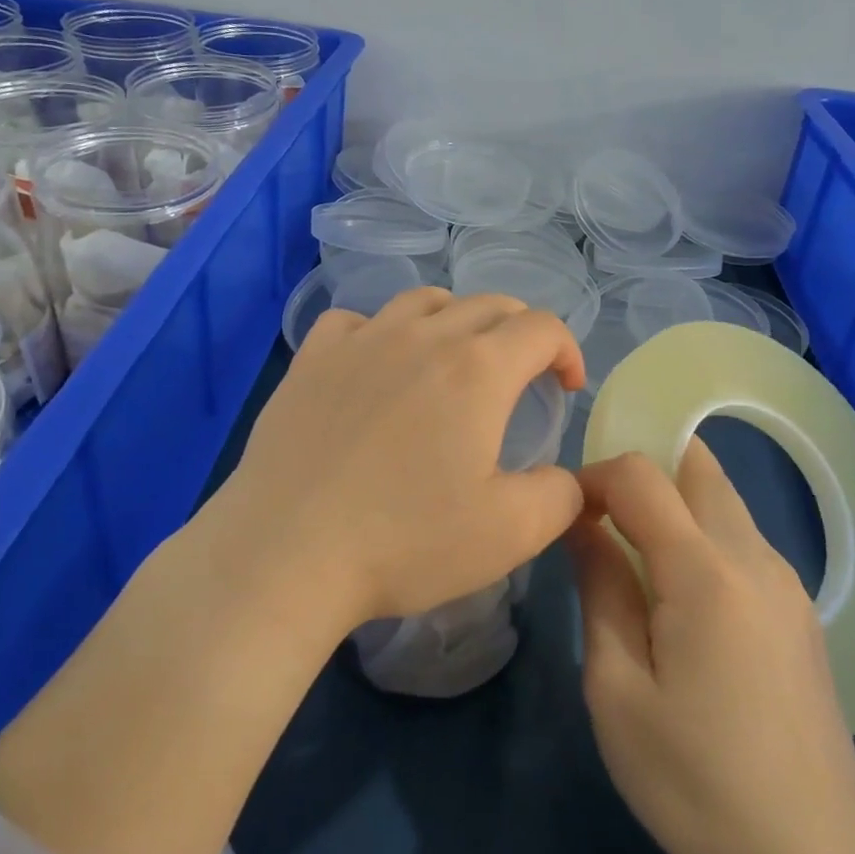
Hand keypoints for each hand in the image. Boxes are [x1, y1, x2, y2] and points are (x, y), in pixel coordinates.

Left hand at [218, 287, 585, 629]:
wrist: (287, 553)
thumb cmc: (405, 541)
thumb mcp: (510, 533)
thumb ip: (561, 496)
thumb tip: (567, 477)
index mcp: (478, 369)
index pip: (542, 327)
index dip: (566, 350)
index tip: (564, 388)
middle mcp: (423, 336)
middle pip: (488, 304)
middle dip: (519, 331)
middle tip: (521, 374)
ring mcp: (362, 340)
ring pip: (424, 300)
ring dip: (456, 319)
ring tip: (455, 359)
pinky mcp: (313, 357)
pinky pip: (356, 320)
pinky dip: (381, 331)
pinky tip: (376, 364)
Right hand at [569, 440, 854, 853]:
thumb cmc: (696, 782)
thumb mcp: (617, 689)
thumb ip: (599, 588)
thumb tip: (583, 523)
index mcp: (707, 571)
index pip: (642, 474)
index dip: (596, 476)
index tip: (567, 513)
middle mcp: (755, 557)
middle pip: (697, 465)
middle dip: (644, 468)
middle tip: (603, 518)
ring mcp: (787, 582)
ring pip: (724, 500)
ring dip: (674, 501)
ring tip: (634, 557)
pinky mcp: (800, 611)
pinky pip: (743, 539)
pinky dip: (702, 533)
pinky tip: (681, 598)